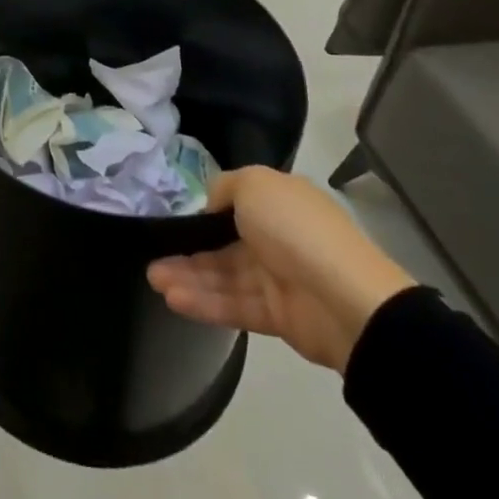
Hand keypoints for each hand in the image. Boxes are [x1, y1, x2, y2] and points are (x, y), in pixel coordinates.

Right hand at [147, 166, 414, 372]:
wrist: (347, 300)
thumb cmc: (296, 229)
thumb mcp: (254, 183)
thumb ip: (225, 187)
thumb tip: (210, 205)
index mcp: (278, 201)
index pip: (234, 203)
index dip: (203, 210)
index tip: (172, 216)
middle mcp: (277, 236)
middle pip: (223, 242)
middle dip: (187, 248)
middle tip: (151, 256)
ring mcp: (277, 278)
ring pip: (224, 275)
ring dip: (189, 276)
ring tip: (154, 280)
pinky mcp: (277, 315)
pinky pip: (234, 305)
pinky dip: (205, 302)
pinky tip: (174, 299)